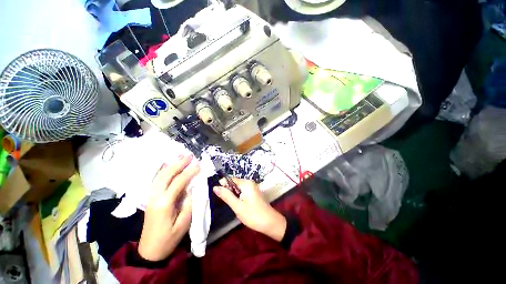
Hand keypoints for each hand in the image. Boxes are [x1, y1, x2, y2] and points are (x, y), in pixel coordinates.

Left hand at [138, 155, 199, 260]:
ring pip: (160, 175)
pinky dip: (162, 171)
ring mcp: (151, 197)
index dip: (190, 172)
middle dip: (179, 163)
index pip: (179, 182)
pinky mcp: (150, 198)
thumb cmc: (169, 238)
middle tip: (189, 155)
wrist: (149, 251)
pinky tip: (167, 165)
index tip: (199, 164)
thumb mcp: (184, 223)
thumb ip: (189, 203)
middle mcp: (155, 196)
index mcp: (164, 203)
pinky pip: (156, 180)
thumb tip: (193, 188)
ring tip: (179, 155)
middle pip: (167, 175)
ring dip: (170, 164)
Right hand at [213, 178, 286, 241]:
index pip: (230, 179)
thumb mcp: (237, 206)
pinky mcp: (254, 192)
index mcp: (246, 183)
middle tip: (231, 204)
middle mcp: (250, 182)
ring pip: (238, 188)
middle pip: (234, 183)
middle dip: (229, 192)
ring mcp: (252, 187)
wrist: (270, 223)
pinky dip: (239, 197)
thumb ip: (226, 196)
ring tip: (236, 206)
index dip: (224, 186)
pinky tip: (241, 206)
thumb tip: (215, 187)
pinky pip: (243, 191)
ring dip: (234, 196)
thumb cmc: (253, 215)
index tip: (221, 196)